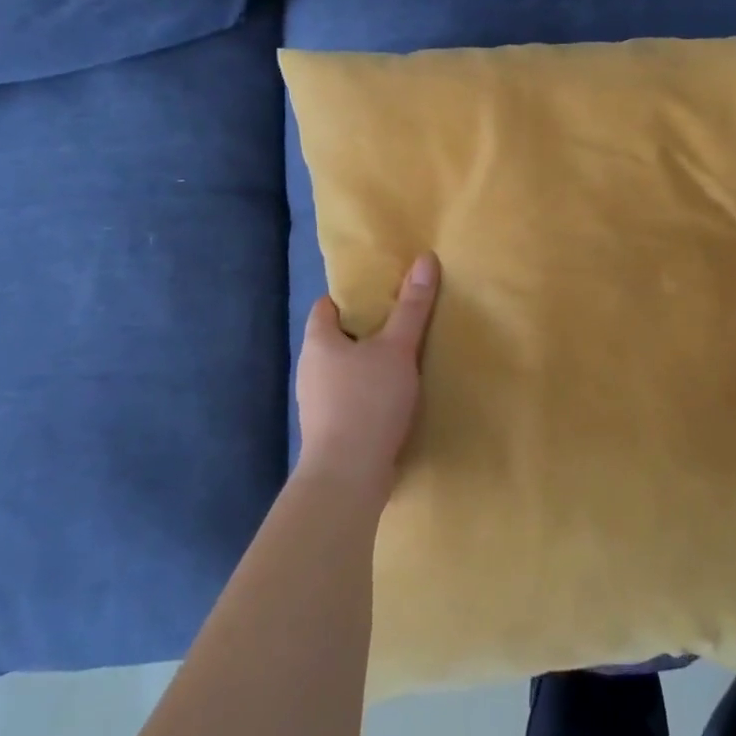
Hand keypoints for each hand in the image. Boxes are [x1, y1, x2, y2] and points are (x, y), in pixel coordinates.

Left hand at [296, 253, 439, 496]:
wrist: (347, 477)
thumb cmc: (367, 401)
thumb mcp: (397, 348)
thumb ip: (412, 307)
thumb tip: (425, 258)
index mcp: (318, 342)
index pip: (327, 306)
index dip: (351, 298)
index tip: (382, 295)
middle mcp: (310, 369)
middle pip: (336, 339)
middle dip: (365, 331)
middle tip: (401, 322)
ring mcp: (317, 403)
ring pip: (344, 371)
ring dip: (368, 365)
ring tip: (403, 360)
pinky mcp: (330, 430)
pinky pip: (350, 399)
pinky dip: (369, 393)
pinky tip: (394, 398)